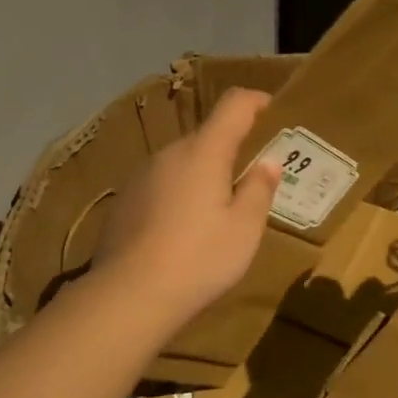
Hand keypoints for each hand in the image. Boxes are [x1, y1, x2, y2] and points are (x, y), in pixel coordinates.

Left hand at [94, 88, 281, 332]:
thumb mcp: (244, 228)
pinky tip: (184, 230)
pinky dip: (180, 194)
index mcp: (204, 152)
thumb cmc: (199, 258)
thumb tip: (269, 161)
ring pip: (182, 162)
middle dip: (232, 148)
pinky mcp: (124, 201)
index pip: (233, 105)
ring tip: (219, 209)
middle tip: (253, 177)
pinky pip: (162, 184)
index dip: (256, 101)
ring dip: (204, 173)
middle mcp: (169, 154)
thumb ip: (259, 189)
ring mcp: (141, 176)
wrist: (128, 296)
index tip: (273, 110)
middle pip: (206, 136)